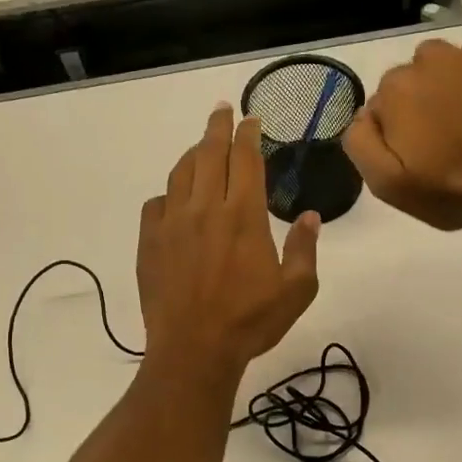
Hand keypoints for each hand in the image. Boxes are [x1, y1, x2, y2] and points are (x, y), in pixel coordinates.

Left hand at [138, 105, 319, 381]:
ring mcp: (172, 224)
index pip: (245, 158)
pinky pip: (155, 204)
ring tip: (200, 148)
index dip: (248, 134)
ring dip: (192, 154)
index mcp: (243, 215)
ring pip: (180, 173)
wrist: (194, 350)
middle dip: (217, 127)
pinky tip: (174, 200)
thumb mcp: (296, 290)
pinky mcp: (149, 242)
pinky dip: (167, 194)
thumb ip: (305, 249)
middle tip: (221, 111)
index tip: (250, 119)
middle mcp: (205, 208)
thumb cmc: (250, 322)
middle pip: (209, 154)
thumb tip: (312, 217)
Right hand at [343, 19, 461, 233]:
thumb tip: (362, 115)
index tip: (414, 154)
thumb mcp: (388, 185)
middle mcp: (424, 62)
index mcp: (394, 94)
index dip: (393, 132)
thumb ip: (360, 144)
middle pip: (406, 81)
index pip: (378, 106)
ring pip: (437, 60)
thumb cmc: (452, 193)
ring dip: (442, 81)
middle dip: (416, 105)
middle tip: (441, 140)